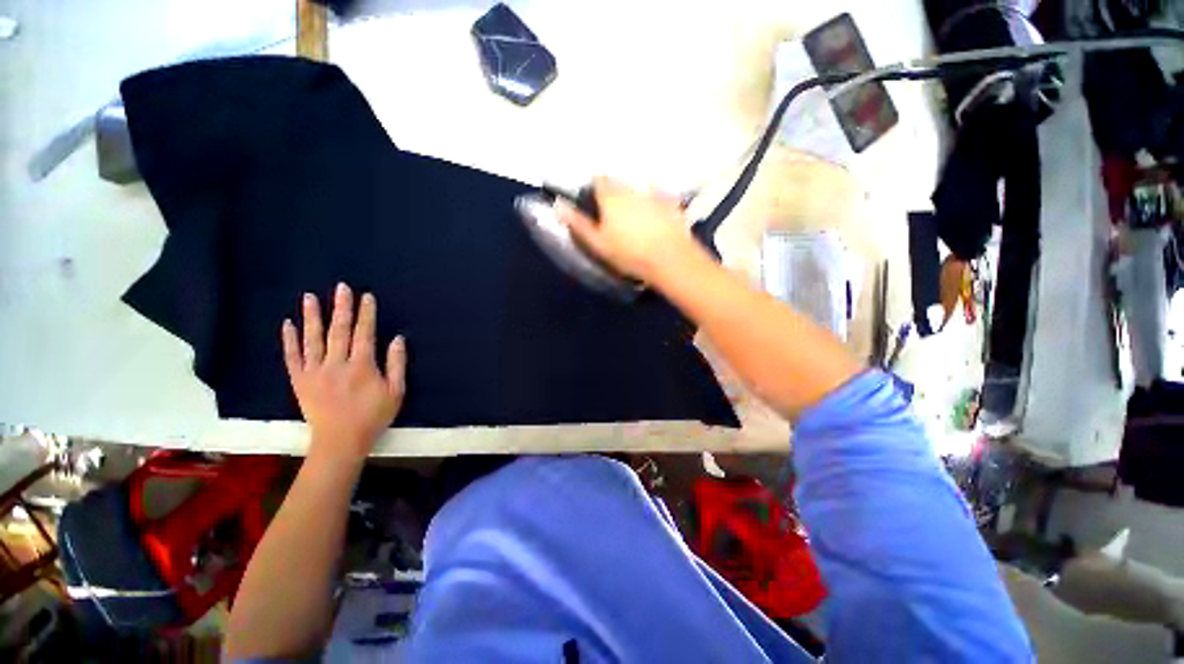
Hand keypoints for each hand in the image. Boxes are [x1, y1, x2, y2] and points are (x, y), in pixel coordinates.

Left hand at [281, 283, 406, 460]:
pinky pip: (292, 357)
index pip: (364, 333)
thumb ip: (397, 364)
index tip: (366, 296)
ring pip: (312, 339)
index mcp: (362, 366)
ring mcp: (314, 371)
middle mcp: (336, 364)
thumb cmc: (373, 416)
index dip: (366, 314)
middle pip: (339, 331)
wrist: (340, 441)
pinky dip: (289, 340)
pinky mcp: (299, 380)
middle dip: (341, 307)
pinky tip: (287, 324)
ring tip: (310, 297)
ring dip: (312, 317)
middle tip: (341, 287)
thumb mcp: (396, 392)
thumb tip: (398, 338)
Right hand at [556, 177, 697, 281]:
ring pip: (638, 190)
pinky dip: (654, 205)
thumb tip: (557, 204)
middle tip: (613, 217)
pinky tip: (655, 221)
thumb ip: (577, 223)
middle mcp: (632, 188)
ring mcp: (654, 193)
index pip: (598, 180)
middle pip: (619, 184)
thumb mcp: (597, 242)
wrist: (669, 259)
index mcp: (611, 195)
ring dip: (633, 199)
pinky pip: (659, 198)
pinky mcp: (672, 203)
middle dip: (614, 194)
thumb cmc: (629, 253)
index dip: (594, 190)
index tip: (594, 205)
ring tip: (635, 220)